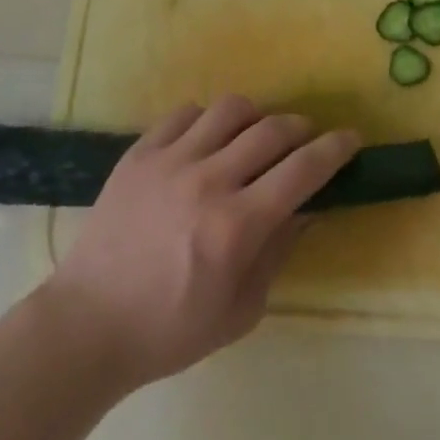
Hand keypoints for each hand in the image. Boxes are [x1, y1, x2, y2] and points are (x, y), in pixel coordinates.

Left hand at [42, 97, 359, 390]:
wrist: (87, 326)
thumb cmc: (169, 330)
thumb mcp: (241, 311)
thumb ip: (278, 252)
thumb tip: (307, 208)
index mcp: (236, 226)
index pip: (303, 169)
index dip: (335, 149)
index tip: (351, 139)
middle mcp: (208, 181)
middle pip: (273, 129)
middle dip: (302, 128)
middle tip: (306, 140)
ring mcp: (170, 161)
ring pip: (231, 108)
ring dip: (256, 117)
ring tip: (254, 137)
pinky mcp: (140, 153)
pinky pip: (186, 113)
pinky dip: (208, 121)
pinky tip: (207, 142)